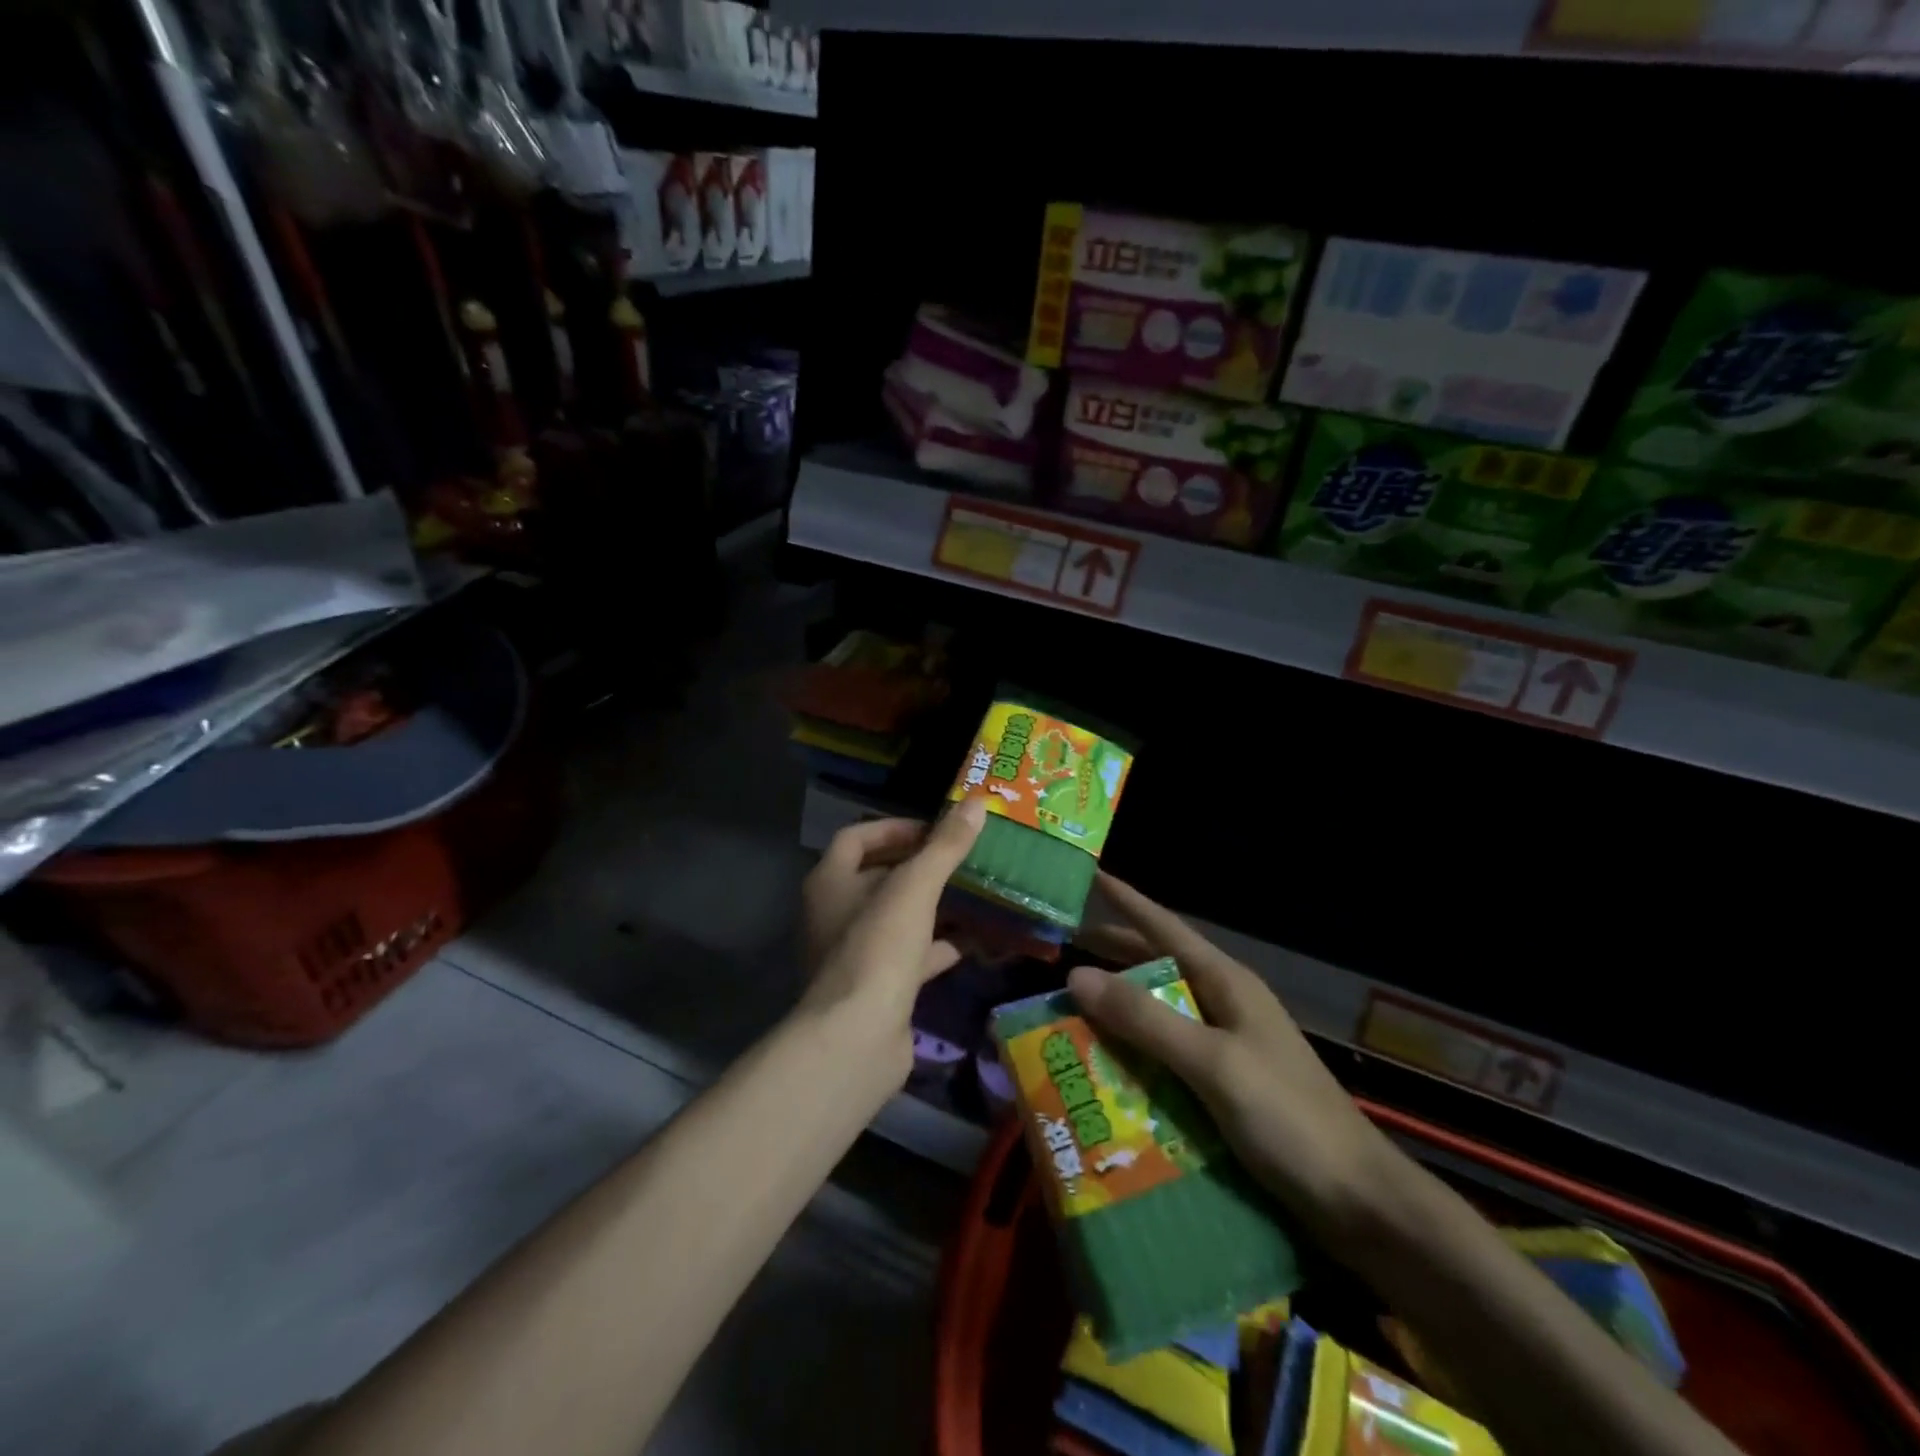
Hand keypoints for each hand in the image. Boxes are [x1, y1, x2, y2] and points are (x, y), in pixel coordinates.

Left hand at [797, 802, 986, 1065]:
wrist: (857, 1039)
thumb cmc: (878, 948)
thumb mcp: (915, 888)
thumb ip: (945, 846)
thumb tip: (977, 802)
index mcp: (830, 883)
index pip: (857, 838)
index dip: (894, 828)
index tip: (935, 830)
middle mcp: (835, 914)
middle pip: (877, 876)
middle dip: (919, 866)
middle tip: (962, 858)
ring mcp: (855, 953)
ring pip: (896, 917)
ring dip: (931, 905)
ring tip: (973, 893)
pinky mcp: (876, 988)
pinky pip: (910, 956)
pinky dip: (938, 946)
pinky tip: (973, 941)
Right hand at [1067, 875, 1397, 1243]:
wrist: (1362, 1204)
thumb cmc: (1289, 1119)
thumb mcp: (1212, 1063)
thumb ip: (1145, 1019)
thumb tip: (1077, 974)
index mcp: (1227, 984)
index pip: (1167, 929)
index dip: (1129, 902)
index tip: (1094, 877)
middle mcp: (1226, 1007)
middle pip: (1160, 969)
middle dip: (1115, 958)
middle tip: (1066, 951)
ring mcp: (1230, 1048)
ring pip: (1163, 1015)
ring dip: (1122, 1011)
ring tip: (1074, 1011)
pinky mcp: (1229, 1088)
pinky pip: (1170, 1058)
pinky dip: (1138, 1056)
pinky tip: (1111, 1070)